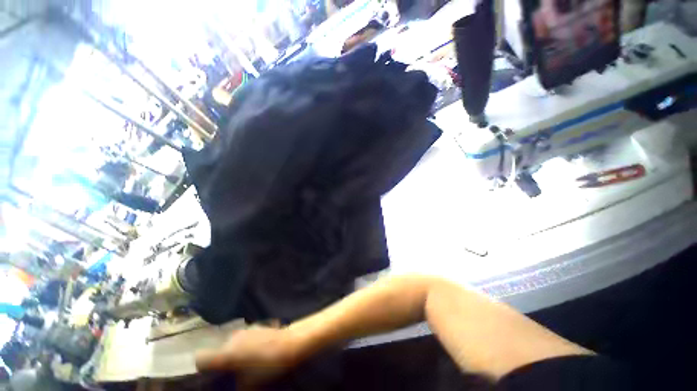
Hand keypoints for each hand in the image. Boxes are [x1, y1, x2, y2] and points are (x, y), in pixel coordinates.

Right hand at [195, 326, 299, 388]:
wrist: (290, 344)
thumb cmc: (268, 366)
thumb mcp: (249, 385)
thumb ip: (234, 386)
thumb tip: (230, 384)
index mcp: (226, 354)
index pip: (201, 358)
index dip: (200, 367)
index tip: (206, 375)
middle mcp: (231, 339)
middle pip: (217, 351)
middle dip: (221, 362)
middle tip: (229, 372)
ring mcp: (243, 330)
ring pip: (230, 344)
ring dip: (233, 353)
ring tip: (244, 362)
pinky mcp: (254, 326)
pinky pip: (242, 338)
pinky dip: (243, 345)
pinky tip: (254, 352)